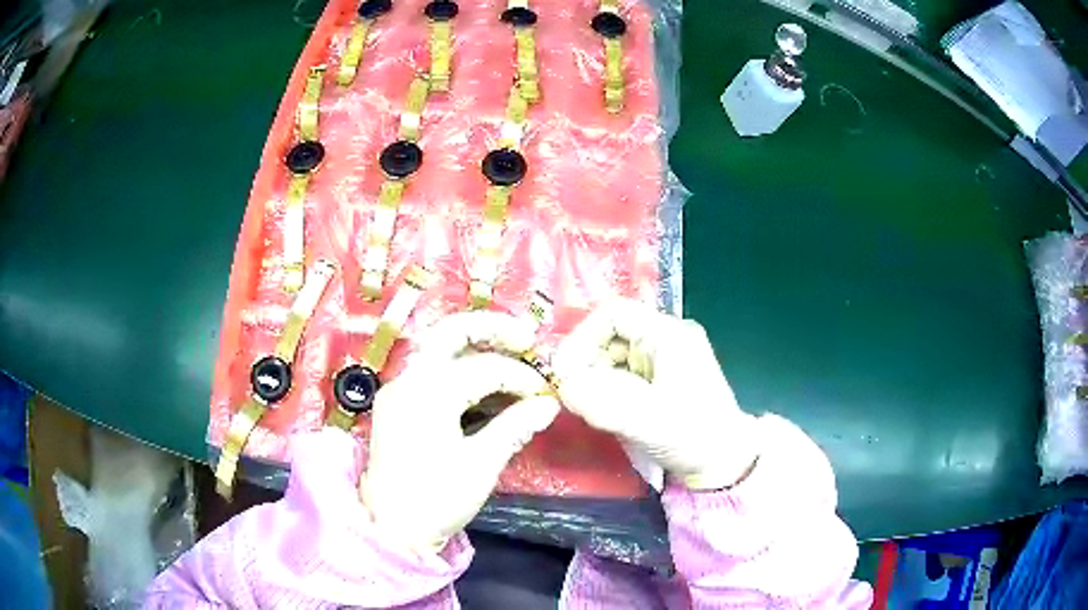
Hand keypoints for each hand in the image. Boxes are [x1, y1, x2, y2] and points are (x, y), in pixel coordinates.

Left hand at [361, 312, 559, 552]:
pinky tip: (483, 386)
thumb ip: (515, 427)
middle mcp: (408, 379)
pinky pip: (431, 372)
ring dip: (475, 348)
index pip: (486, 368)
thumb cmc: (437, 499)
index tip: (546, 395)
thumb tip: (548, 405)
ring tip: (510, 358)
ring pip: (439, 349)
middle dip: (492, 329)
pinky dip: (459, 371)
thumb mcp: (481, 464)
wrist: (391, 527)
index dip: (522, 378)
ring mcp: (398, 389)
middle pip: (451, 331)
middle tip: (527, 340)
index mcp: (428, 391)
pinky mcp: (397, 403)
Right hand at [552, 299, 758, 489]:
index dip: (582, 337)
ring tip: (588, 407)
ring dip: (595, 380)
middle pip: (611, 336)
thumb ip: (598, 400)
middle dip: (586, 363)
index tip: (564, 371)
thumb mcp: (643, 418)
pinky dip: (607, 391)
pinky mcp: (660, 382)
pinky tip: (605, 413)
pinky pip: (623, 376)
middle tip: (571, 395)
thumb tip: (562, 386)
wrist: (723, 464)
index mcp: (668, 334)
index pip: (613, 314)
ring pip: (614, 358)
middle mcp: (666, 339)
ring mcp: (664, 360)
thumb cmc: (691, 435)